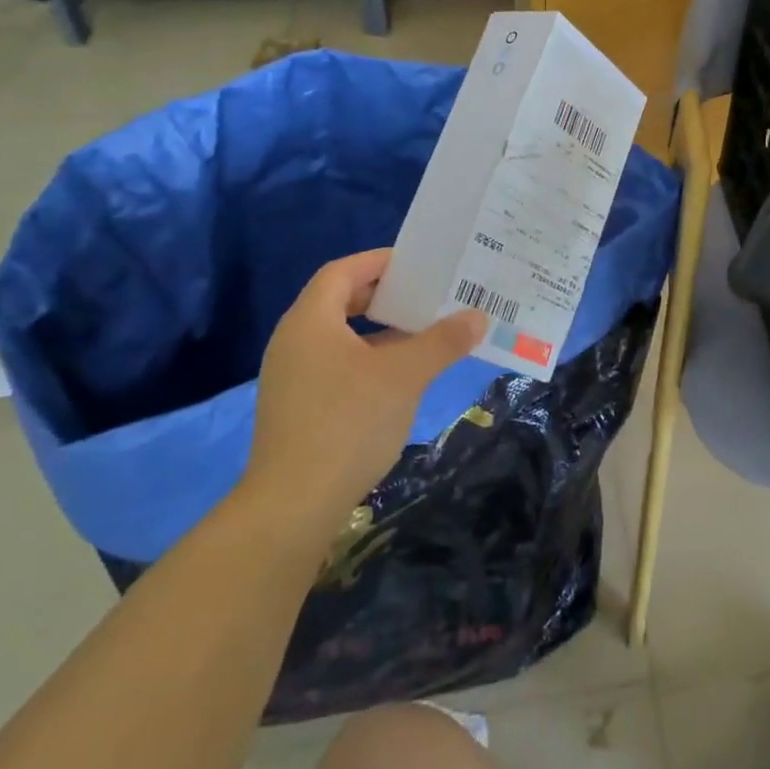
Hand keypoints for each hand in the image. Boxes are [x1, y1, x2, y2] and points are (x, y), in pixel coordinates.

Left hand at [242, 249, 485, 532]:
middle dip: (385, 296)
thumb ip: (442, 341)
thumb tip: (478, 316)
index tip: (418, 265)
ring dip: (380, 332)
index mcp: (310, 321)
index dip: (380, 262)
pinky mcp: (297, 408)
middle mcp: (294, 341)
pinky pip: (336, 366)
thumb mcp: (404, 375)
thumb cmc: (348, 423)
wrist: (293, 506)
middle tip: (426, 296)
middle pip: (340, 301)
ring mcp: (292, 377)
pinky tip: (398, 379)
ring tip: (422, 334)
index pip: (342, 271)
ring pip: (341, 338)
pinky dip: (368, 360)